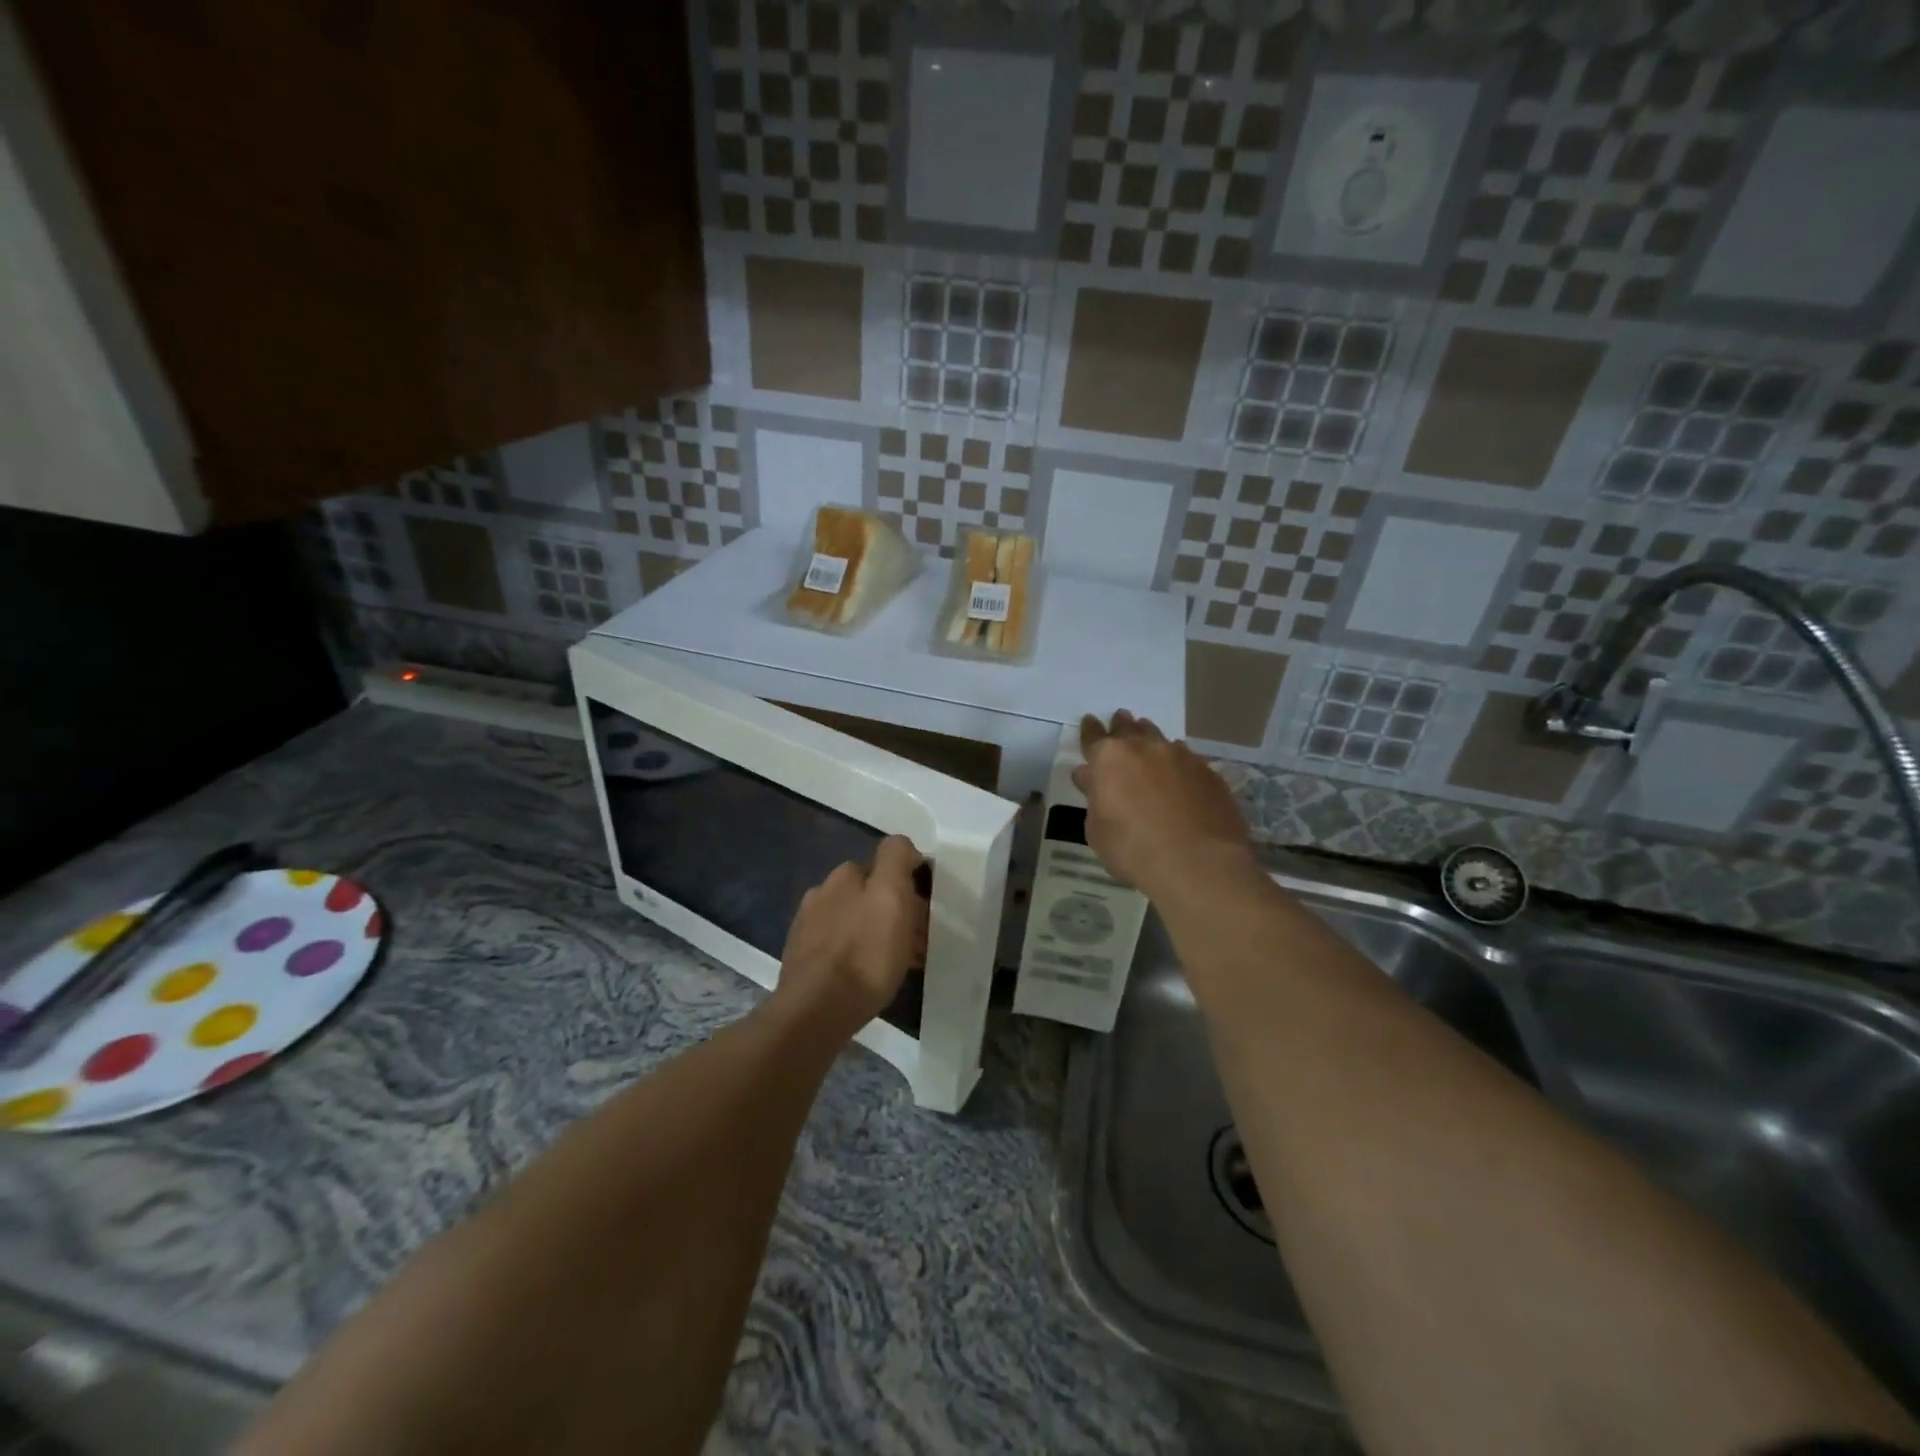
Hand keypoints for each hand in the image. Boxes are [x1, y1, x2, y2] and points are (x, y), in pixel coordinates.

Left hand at [775, 835, 927, 1031]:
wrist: (817, 1012)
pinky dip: (859, 954)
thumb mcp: (891, 895)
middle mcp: (821, 893)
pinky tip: (869, 976)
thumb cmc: (865, 952)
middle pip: (868, 894)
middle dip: (894, 910)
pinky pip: (841, 948)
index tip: (926, 909)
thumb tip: (903, 848)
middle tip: (918, 939)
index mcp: (843, 875)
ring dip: (878, 934)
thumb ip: (896, 859)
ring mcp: (808, 928)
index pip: (884, 863)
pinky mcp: (803, 960)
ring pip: (855, 922)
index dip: (908, 882)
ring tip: (899, 963)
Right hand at [1073, 711, 1253, 897]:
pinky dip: (1177, 762)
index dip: (1090, 730)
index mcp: (1109, 758)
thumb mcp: (1097, 830)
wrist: (1197, 863)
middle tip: (1120, 720)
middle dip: (1122, 725)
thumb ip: (1094, 797)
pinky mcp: (1209, 772)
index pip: (1093, 736)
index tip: (1089, 722)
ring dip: (1150, 739)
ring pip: (1160, 738)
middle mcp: (1145, 747)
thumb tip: (1090, 777)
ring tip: (1149, 741)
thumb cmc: (1133, 849)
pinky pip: (1187, 758)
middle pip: (1130, 728)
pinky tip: (1178, 773)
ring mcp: (1181, 756)